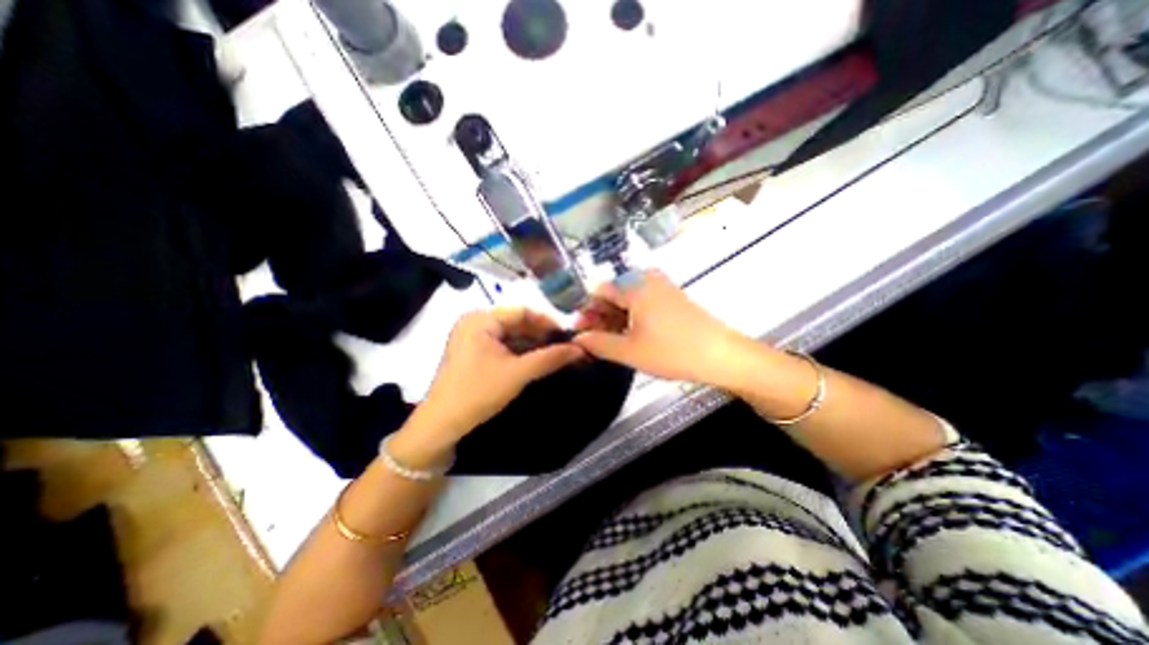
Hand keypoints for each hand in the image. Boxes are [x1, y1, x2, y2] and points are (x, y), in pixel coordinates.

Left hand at [401, 309, 584, 458]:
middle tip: (564, 347)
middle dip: (541, 335)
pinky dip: (519, 351)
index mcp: (481, 319)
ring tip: (554, 354)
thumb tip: (580, 349)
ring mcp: (472, 336)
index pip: (522, 311)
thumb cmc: (478, 392)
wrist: (441, 425)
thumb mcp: (518, 374)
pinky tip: (535, 360)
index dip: (547, 322)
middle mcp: (475, 321)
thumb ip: (550, 358)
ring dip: (532, 344)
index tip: (567, 336)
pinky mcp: (472, 351)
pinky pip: (502, 344)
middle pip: (516, 321)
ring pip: (510, 334)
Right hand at [575, 270, 756, 385]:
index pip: (598, 290)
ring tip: (613, 342)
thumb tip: (578, 338)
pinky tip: (633, 337)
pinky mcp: (673, 298)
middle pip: (613, 294)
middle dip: (600, 317)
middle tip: (595, 341)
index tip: (581, 332)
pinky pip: (644, 303)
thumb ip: (598, 343)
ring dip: (616, 319)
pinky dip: (633, 318)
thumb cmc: (672, 351)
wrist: (721, 355)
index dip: (586, 311)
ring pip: (628, 300)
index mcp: (634, 287)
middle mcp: (647, 280)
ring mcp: (662, 288)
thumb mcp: (629, 351)